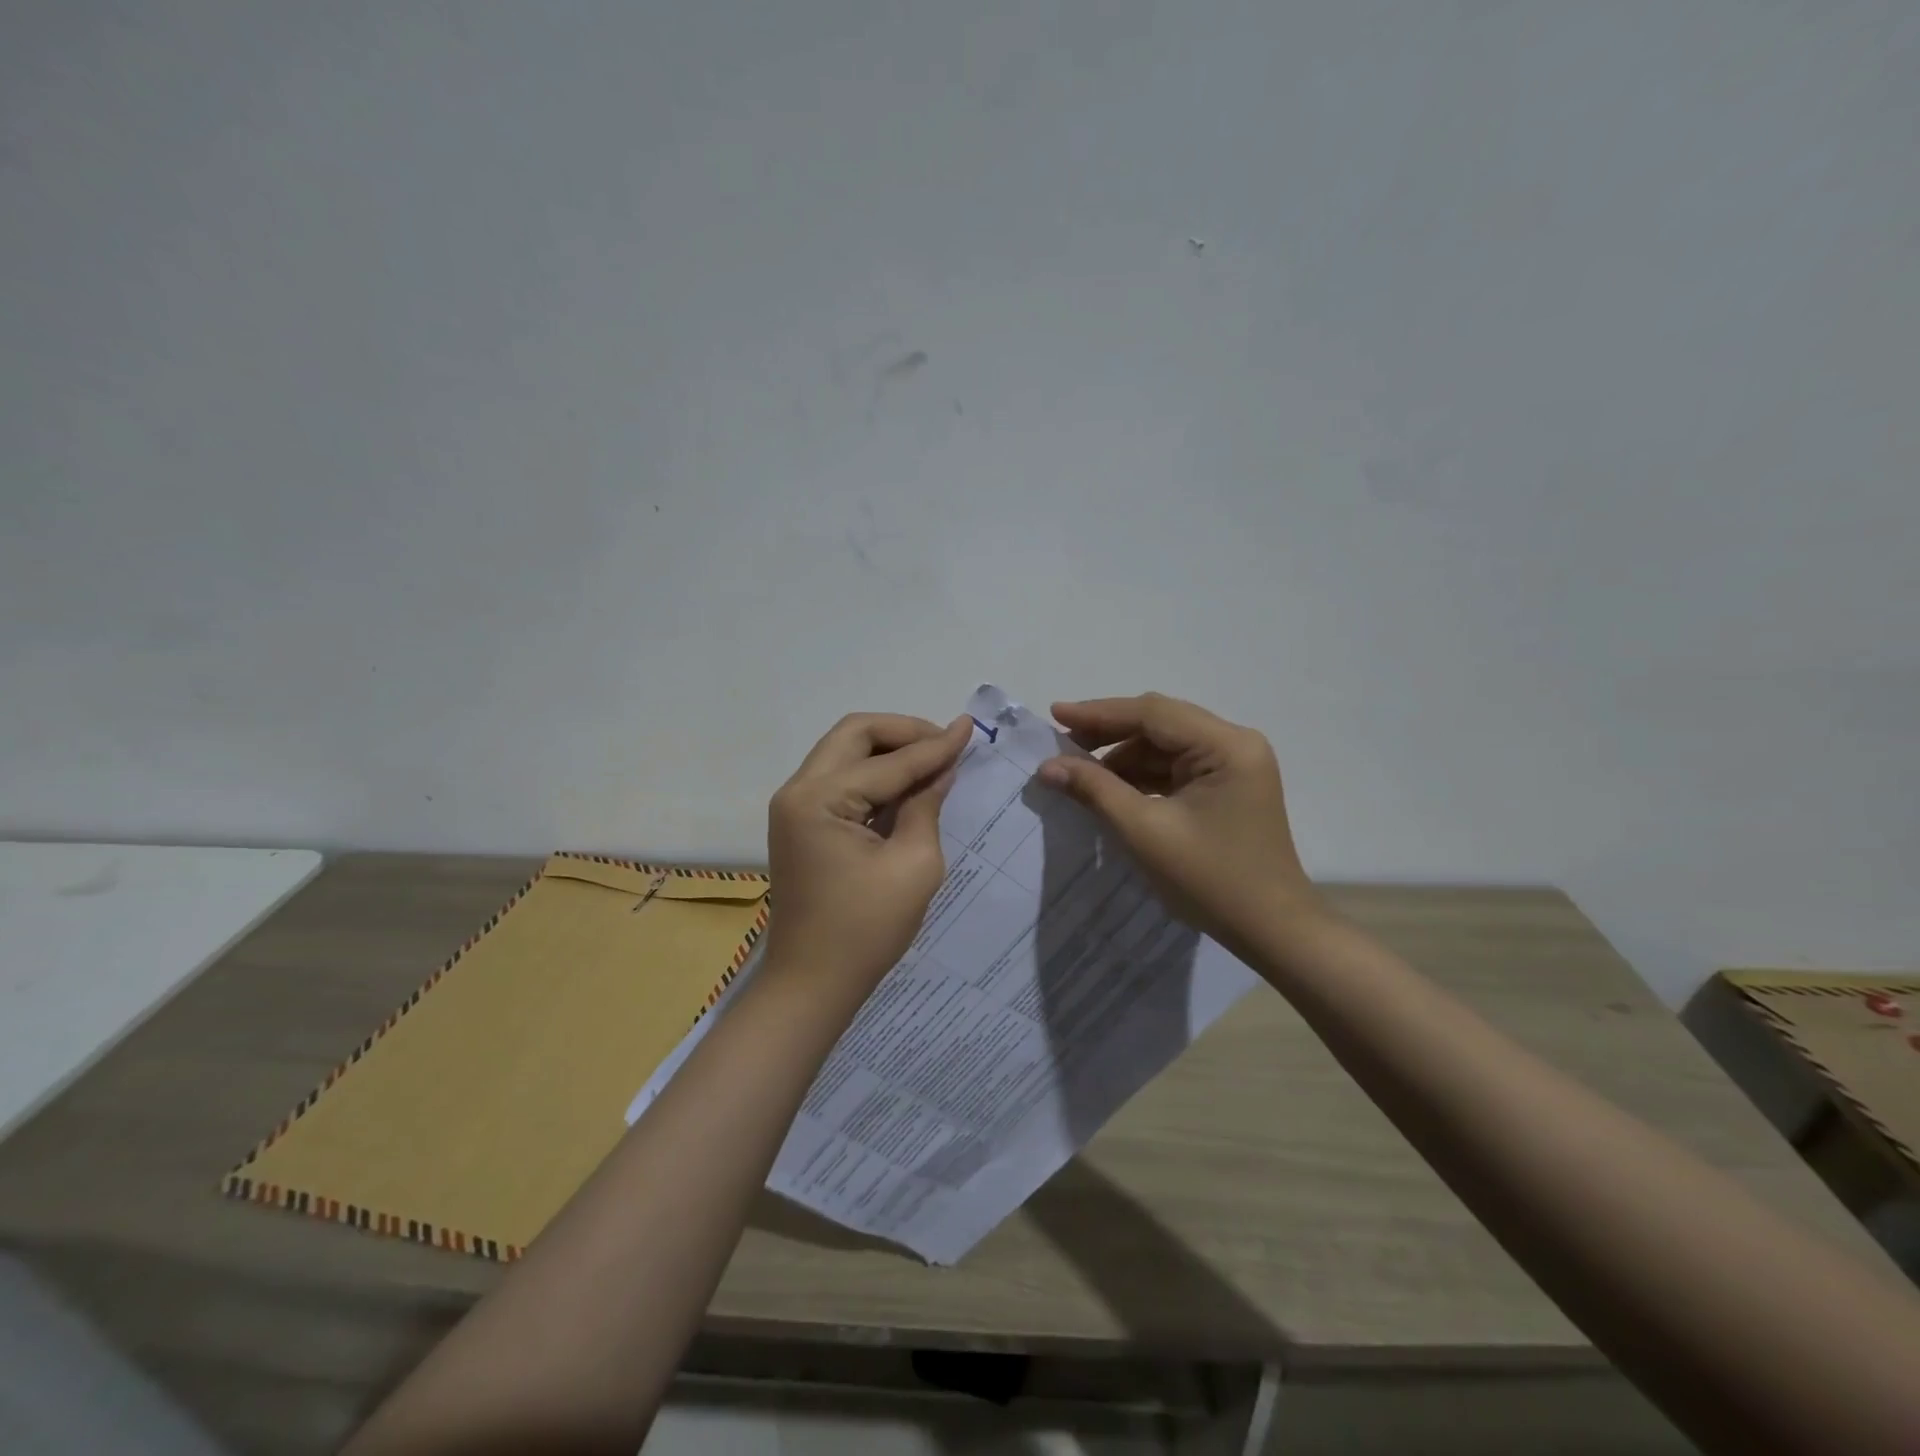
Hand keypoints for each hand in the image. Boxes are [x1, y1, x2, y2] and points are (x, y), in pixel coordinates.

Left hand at [764, 713, 971, 992]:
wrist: (811, 985)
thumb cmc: (865, 931)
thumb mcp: (913, 865)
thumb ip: (926, 806)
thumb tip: (942, 769)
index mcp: (819, 799)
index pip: (887, 762)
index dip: (934, 745)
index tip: (970, 728)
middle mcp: (798, 791)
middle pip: (853, 734)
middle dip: (903, 732)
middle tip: (945, 743)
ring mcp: (795, 807)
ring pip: (844, 752)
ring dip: (888, 750)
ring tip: (933, 759)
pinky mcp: (802, 824)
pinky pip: (840, 779)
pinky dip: (874, 773)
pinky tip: (908, 784)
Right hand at [1038, 693, 1324, 950]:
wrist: (1271, 931)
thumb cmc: (1210, 881)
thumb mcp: (1144, 832)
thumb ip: (1095, 790)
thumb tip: (1048, 766)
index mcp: (1226, 746)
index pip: (1153, 713)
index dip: (1099, 713)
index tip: (1054, 715)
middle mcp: (1235, 744)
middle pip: (1160, 723)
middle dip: (1108, 733)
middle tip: (1061, 743)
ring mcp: (1234, 765)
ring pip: (1165, 746)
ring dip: (1123, 757)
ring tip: (1078, 771)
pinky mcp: (1226, 787)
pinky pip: (1175, 768)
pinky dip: (1141, 775)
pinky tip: (1110, 788)